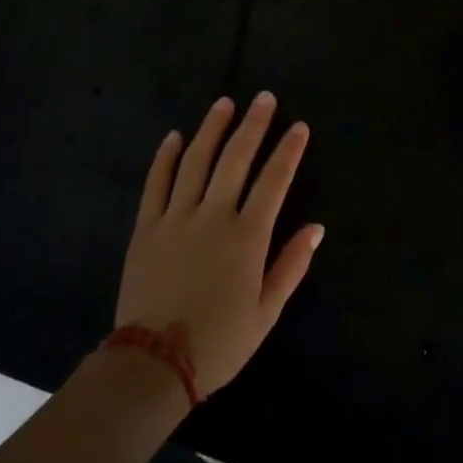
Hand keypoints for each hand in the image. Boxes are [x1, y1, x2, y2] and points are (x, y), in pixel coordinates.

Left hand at [115, 93, 323, 397]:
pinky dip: (165, 157)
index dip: (288, 151)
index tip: (299, 126)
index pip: (274, 181)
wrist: (153, 364)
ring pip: (196, 160)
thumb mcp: (265, 313)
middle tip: (264, 98)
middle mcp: (213, 215)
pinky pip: (156, 183)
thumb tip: (316, 228)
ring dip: (212, 129)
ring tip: (224, 103)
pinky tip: (174, 137)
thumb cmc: (219, 343)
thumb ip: (291, 266)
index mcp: (247, 236)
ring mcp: (176, 217)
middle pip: (235, 159)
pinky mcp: (146, 227)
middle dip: (253, 125)